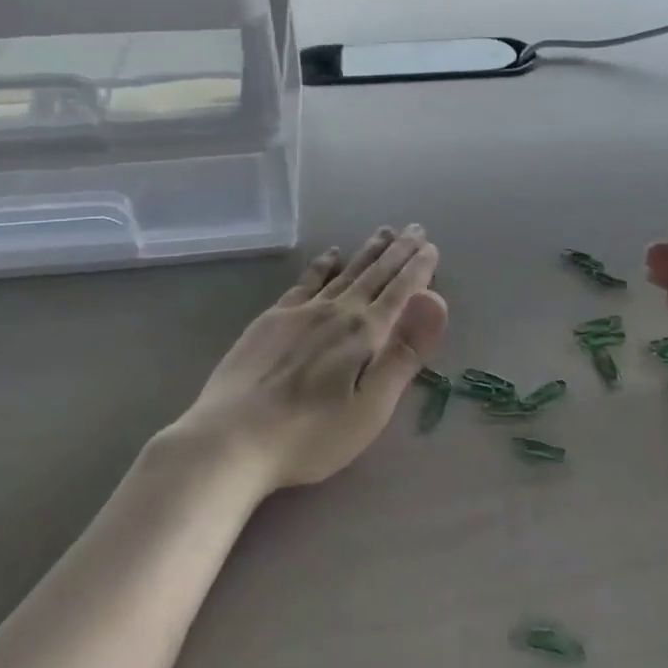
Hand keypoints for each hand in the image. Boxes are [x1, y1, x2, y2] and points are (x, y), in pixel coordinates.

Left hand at [172, 226, 448, 491]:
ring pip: (343, 272)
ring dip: (367, 252)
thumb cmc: (311, 434)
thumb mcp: (370, 406)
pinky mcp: (271, 319)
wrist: (231, 438)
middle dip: (398, 251)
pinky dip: (322, 265)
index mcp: (364, 333)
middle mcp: (336, 311)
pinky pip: (305, 281)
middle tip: (415, 229)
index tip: (432, 247)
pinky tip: (330, 255)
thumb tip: (436, 301)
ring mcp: (300, 312)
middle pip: (374, 274)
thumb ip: (404, 353)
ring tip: (383, 233)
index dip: (419, 269)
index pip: (400, 291)